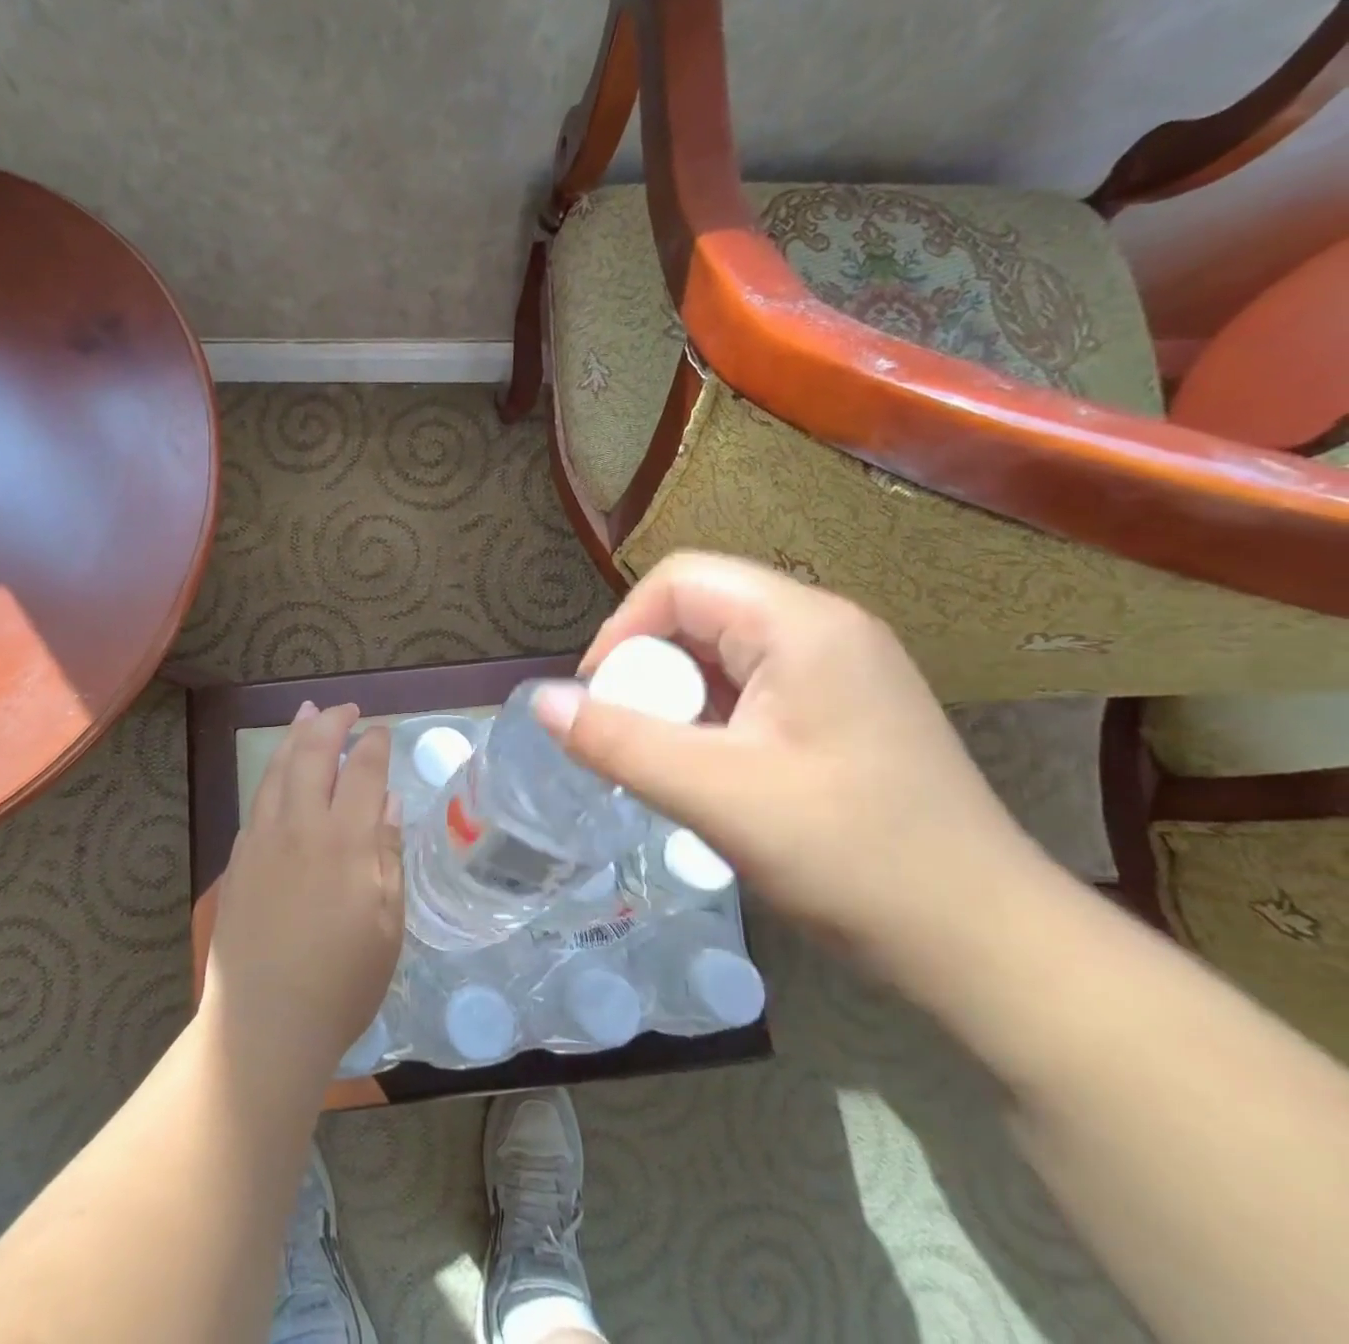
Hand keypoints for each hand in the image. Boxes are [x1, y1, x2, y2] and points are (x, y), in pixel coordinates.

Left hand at [202, 701, 403, 1089]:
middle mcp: (300, 828)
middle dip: (330, 723)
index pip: (362, 772)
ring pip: (277, 770)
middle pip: (312, 756)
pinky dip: (273, 773)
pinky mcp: (238, 860)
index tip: (381, 730)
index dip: (373, 745)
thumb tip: (388, 803)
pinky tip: (281, 773)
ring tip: (307, 714)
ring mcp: (262, 841)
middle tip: (345, 708)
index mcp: (345, 842)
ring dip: (295, 736)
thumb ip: (387, 855)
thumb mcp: (387, 924)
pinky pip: (258, 800)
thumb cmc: (341, 983)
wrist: (263, 1025)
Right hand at [532, 553, 1037, 978]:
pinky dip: (710, 719)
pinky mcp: (841, 709)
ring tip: (665, 762)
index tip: (600, 701)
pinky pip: (750, 688)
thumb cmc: (853, 858)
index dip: (623, 630)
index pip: (680, 581)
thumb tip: (539, 701)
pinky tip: (708, 772)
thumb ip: (619, 741)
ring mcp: (839, 669)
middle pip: (699, 612)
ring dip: (677, 699)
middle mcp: (824, 628)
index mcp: (802, 624)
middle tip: (631, 740)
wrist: (985, 942)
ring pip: (721, 653)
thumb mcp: (717, 796)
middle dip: (649, 670)